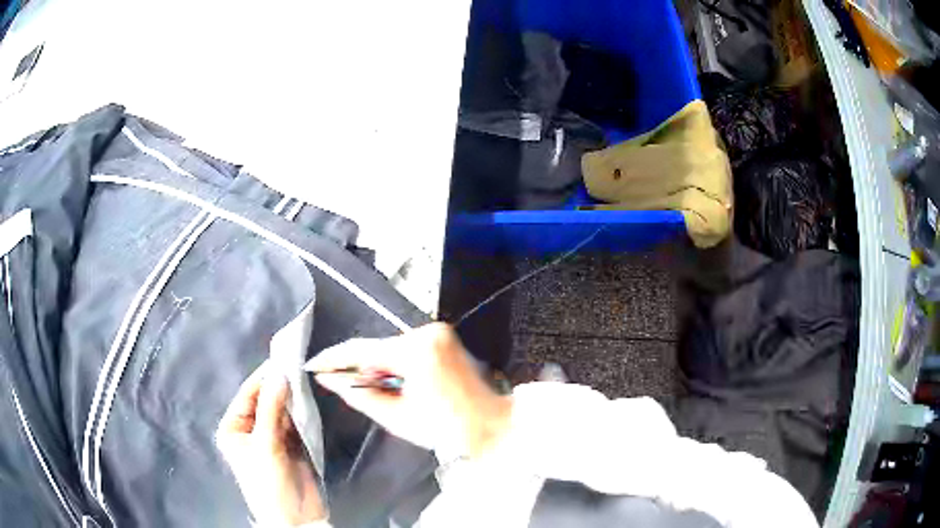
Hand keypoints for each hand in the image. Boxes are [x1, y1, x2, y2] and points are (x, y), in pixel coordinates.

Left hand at [216, 362, 326, 526]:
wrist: (296, 518)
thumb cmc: (269, 483)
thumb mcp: (266, 445)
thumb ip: (271, 408)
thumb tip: (279, 373)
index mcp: (233, 428)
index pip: (248, 395)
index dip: (263, 378)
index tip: (282, 358)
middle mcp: (249, 429)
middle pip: (264, 400)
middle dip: (279, 387)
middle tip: (298, 365)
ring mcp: (270, 436)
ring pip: (280, 410)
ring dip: (291, 398)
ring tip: (305, 378)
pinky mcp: (289, 444)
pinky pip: (293, 422)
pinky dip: (300, 412)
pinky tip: (308, 400)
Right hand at [309, 323, 512, 458]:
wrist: (492, 426)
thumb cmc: (447, 430)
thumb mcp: (397, 417)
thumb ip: (359, 395)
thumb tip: (330, 380)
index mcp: (416, 352)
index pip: (363, 349)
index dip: (334, 358)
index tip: (313, 365)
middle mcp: (426, 333)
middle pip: (377, 346)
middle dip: (356, 365)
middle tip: (338, 382)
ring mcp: (437, 332)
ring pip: (390, 346)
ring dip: (375, 364)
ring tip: (368, 387)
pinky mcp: (443, 337)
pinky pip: (406, 347)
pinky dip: (393, 362)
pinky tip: (390, 380)